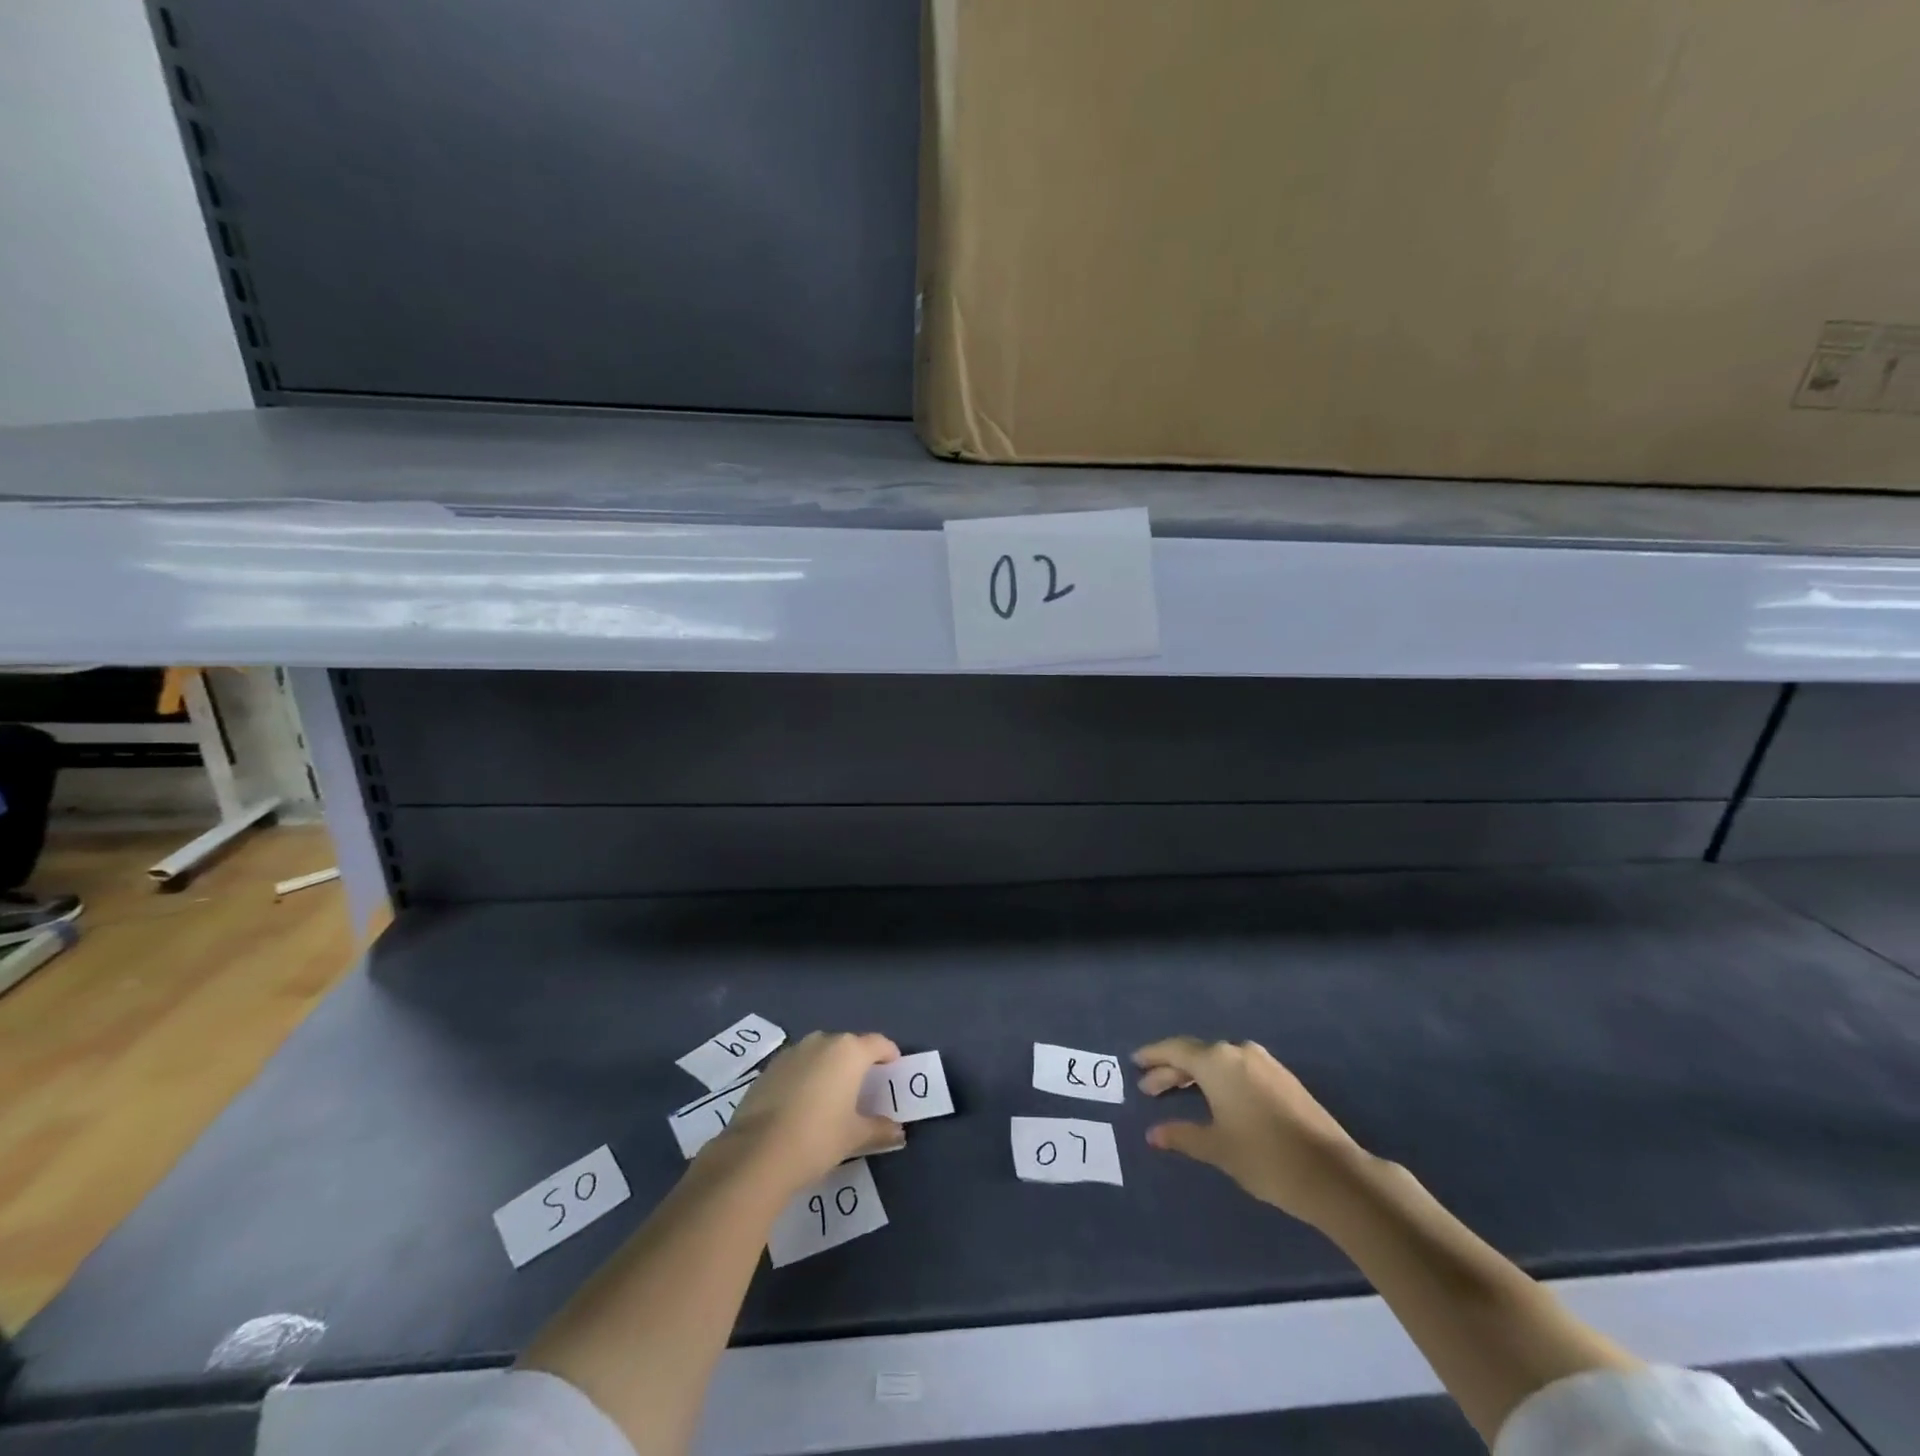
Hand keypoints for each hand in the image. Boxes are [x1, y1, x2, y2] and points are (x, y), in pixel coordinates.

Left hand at [714, 1031, 903, 1195]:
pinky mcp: (770, 1067)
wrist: (757, 1153)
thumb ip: (880, 1129)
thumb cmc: (818, 1138)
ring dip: (830, 1068)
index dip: (889, 1055)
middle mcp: (822, 1041)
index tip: (892, 1070)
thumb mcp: (855, 1136)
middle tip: (863, 1089)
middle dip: (858, 1063)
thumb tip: (899, 1133)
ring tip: (832, 1096)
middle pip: (849, 1046)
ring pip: (821, 1053)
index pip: (879, 1043)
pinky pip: (798, 1065)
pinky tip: (803, 1104)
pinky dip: (806, 1077)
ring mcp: (793, 1051)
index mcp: (849, 1052)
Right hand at [1134, 1037, 1367, 1226]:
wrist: (1333, 1174)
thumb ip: (1182, 1135)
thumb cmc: (1265, 1157)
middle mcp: (1238, 1052)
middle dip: (1171, 1070)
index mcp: (1217, 1062)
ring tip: (1179, 1093)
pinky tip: (1216, 1097)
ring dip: (1196, 1074)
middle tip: (1149, 1088)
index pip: (1175, 1050)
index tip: (1135, 1063)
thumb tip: (1153, 1134)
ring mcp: (1264, 1063)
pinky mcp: (1283, 1078)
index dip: (1153, 1057)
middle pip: (1196, 1054)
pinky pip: (1238, 1068)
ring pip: (1219, 1061)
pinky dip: (1219, 1078)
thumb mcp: (1217, 1148)